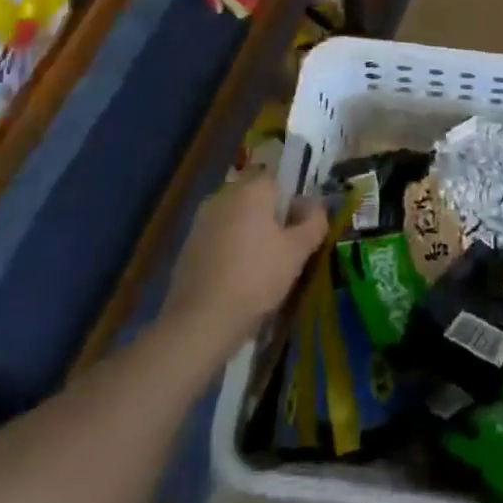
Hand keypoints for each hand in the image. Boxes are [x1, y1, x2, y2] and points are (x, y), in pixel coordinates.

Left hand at [164, 175, 327, 358]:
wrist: (200, 322)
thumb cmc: (256, 278)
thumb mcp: (298, 251)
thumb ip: (314, 222)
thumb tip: (314, 206)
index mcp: (251, 190)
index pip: (278, 180)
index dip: (293, 202)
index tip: (299, 230)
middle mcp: (223, 196)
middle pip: (256, 198)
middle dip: (271, 218)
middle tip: (285, 251)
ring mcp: (201, 221)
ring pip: (236, 219)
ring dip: (250, 235)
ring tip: (262, 269)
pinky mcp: (188, 247)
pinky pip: (219, 238)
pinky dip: (230, 251)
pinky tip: (237, 279)